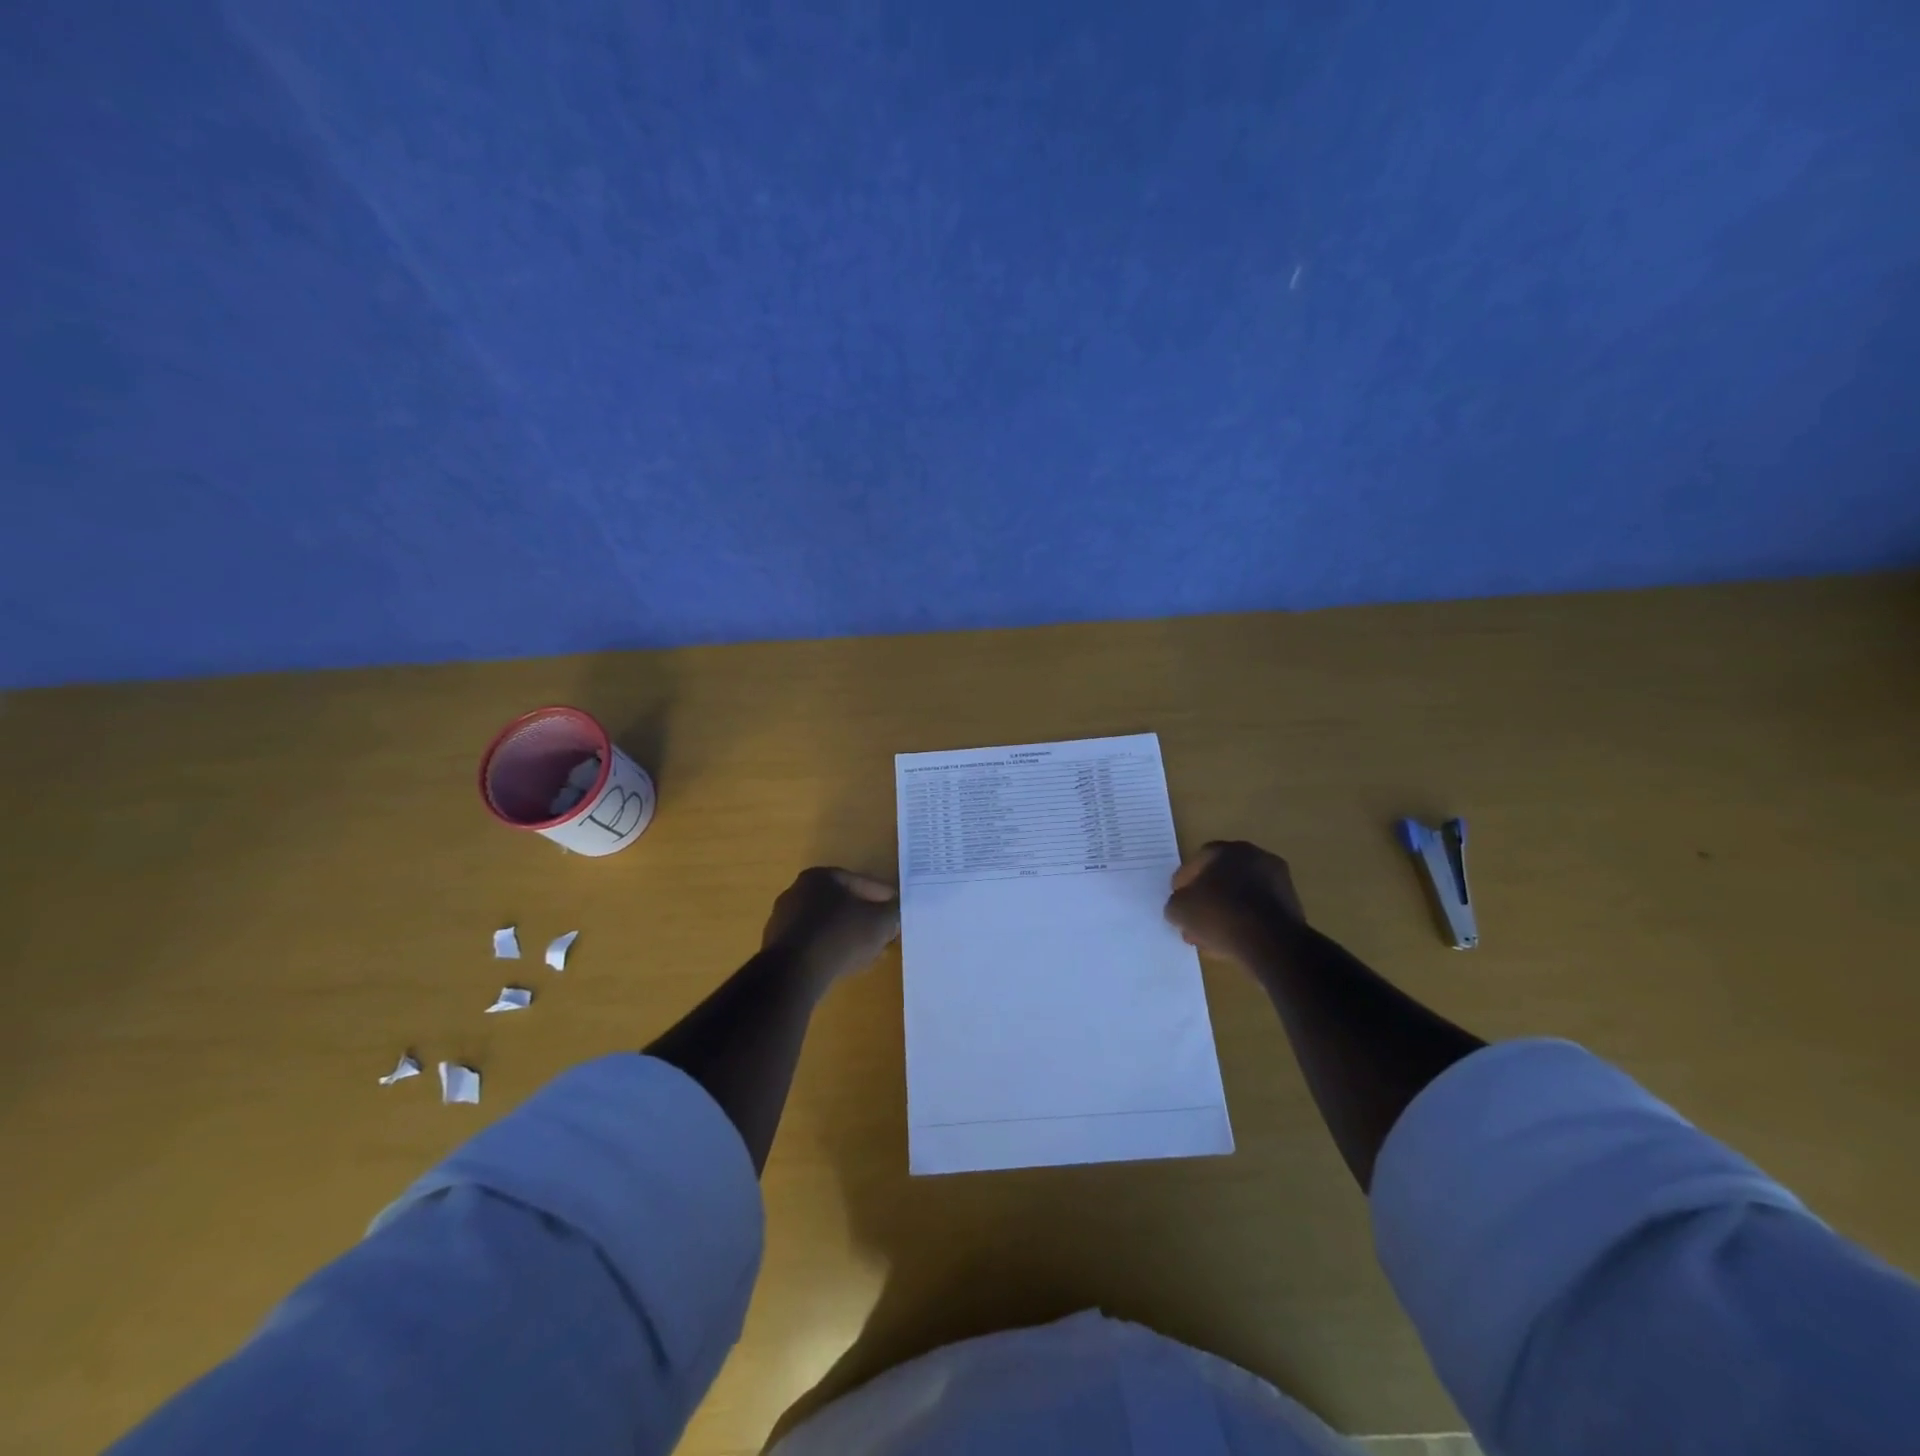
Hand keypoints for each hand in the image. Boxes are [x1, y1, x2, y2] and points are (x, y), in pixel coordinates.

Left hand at [761, 867, 900, 989]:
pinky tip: (846, 965)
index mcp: (821, 876)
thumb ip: (892, 914)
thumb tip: (895, 914)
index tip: (898, 911)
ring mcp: (784, 920)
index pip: (862, 883)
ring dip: (850, 937)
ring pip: (829, 925)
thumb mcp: (880, 922)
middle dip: (866, 919)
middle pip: (843, 904)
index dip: (885, 898)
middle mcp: (798, 891)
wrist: (794, 973)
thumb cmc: (840, 935)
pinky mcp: (778, 947)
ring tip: (870, 954)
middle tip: (886, 934)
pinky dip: (832, 950)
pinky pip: (814, 944)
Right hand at [1165, 840, 1305, 961]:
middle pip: (1222, 878)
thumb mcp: (1180, 910)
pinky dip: (1245, 922)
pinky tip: (1233, 942)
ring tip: (1212, 937)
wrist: (1272, 944)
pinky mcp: (1292, 905)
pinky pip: (1258, 911)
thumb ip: (1176, 904)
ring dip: (1226, 912)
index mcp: (1226, 850)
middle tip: (1195, 920)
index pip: (1197, 861)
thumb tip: (1180, 907)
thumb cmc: (1220, 915)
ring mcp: (1278, 880)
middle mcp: (1255, 857)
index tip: (1178, 901)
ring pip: (1241, 896)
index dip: (1184, 882)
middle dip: (1207, 899)